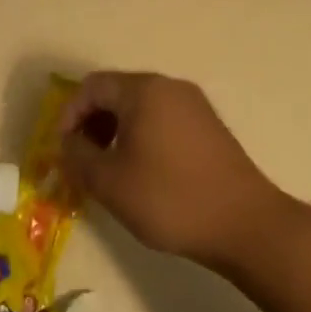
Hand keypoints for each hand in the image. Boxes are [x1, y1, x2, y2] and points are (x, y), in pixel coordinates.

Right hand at [58, 71, 282, 263]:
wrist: (246, 225)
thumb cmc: (170, 198)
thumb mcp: (110, 182)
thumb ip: (78, 157)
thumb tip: (68, 144)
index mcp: (144, 90)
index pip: (92, 87)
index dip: (69, 114)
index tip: (63, 148)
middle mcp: (169, 86)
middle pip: (117, 92)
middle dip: (92, 122)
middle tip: (83, 158)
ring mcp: (194, 105)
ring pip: (140, 107)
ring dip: (116, 130)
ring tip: (110, 167)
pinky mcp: (209, 126)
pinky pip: (163, 119)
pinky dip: (142, 135)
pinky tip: (142, 170)